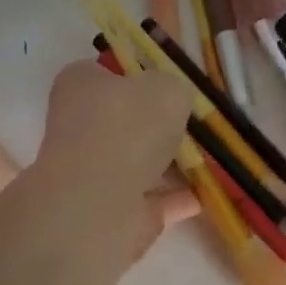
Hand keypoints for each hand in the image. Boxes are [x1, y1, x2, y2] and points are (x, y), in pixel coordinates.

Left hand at [32, 60, 192, 252]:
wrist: (101, 201)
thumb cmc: (128, 128)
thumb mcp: (168, 88)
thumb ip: (174, 90)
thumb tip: (172, 102)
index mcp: (80, 85)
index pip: (108, 74)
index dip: (140, 78)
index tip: (171, 90)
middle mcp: (80, 127)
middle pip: (124, 122)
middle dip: (157, 127)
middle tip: (192, 127)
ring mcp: (92, 173)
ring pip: (137, 164)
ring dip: (168, 165)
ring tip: (205, 161)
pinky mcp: (110, 210)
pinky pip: (150, 199)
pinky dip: (173, 198)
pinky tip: (201, 196)